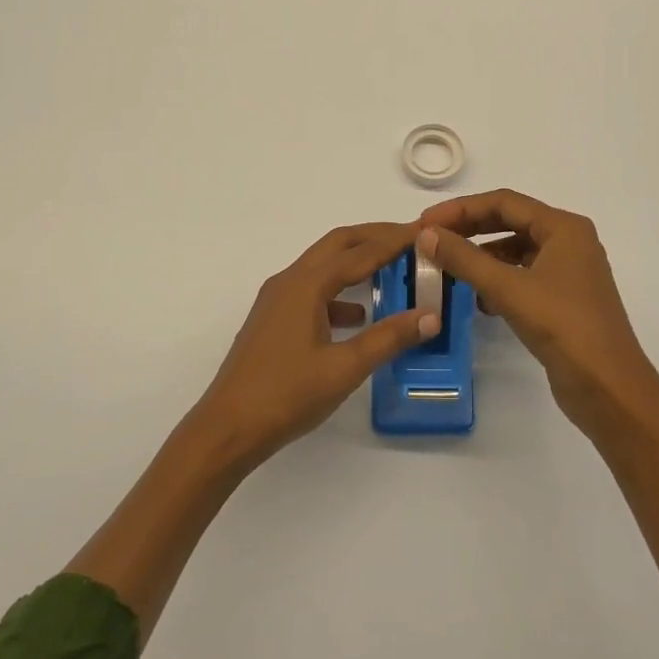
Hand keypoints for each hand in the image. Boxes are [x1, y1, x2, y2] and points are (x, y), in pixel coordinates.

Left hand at [193, 222, 438, 468]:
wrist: (227, 428)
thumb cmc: (287, 395)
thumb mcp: (345, 368)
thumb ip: (389, 338)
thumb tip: (431, 315)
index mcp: (307, 284)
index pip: (360, 252)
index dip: (395, 240)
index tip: (425, 230)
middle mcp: (290, 280)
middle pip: (338, 244)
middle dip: (374, 237)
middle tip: (411, 239)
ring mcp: (277, 299)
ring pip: (323, 265)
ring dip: (356, 261)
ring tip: (391, 269)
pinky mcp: (273, 319)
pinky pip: (312, 290)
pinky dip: (339, 291)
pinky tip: (358, 315)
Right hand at [417, 190, 658, 438]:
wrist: (610, 389)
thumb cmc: (563, 327)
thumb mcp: (509, 289)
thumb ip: (465, 259)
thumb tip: (426, 235)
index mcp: (563, 227)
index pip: (504, 202)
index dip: (461, 209)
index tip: (425, 223)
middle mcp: (568, 241)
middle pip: (510, 222)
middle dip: (469, 230)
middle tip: (431, 241)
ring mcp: (568, 271)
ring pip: (515, 251)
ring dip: (481, 257)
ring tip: (448, 270)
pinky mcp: (563, 299)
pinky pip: (522, 276)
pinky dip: (498, 281)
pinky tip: (478, 300)